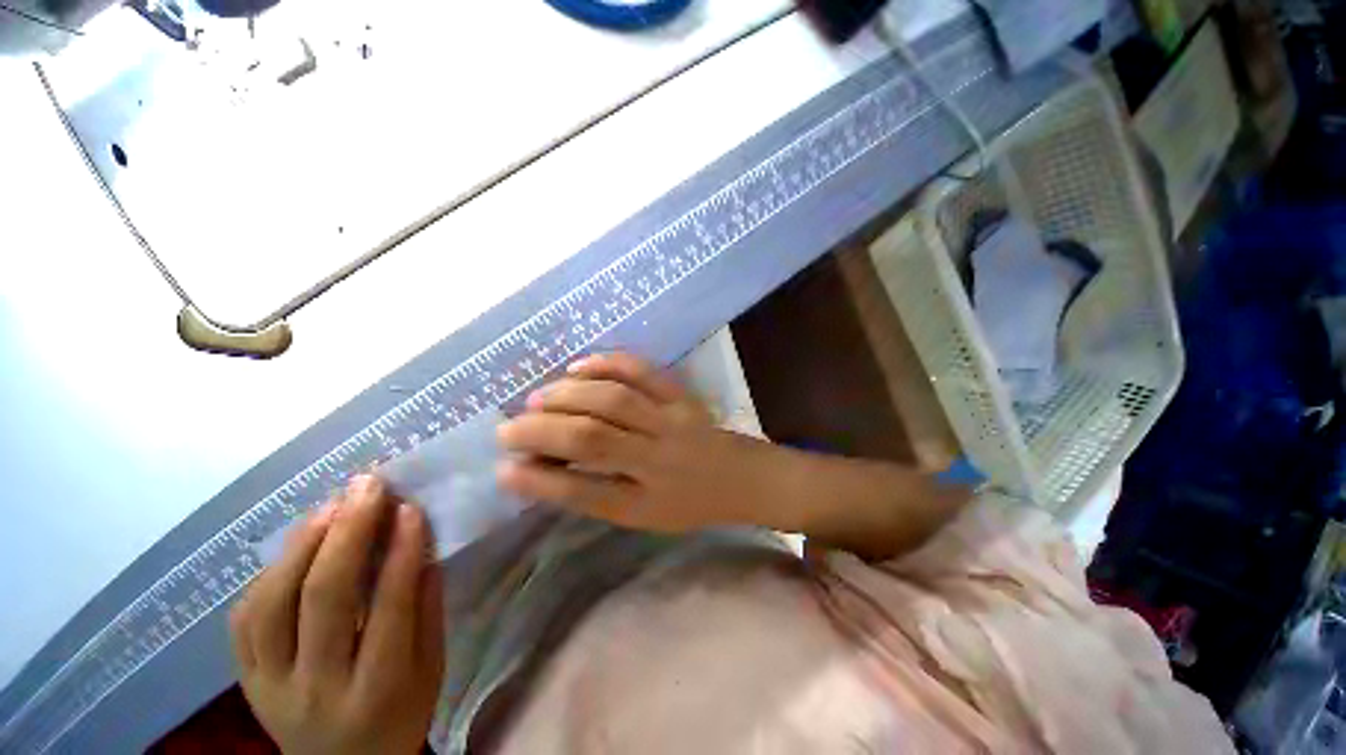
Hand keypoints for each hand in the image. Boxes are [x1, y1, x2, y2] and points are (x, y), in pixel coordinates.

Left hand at [229, 476, 444, 754]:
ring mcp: (268, 684)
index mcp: (376, 690)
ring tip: (332, 505)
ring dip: (303, 544)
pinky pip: (243, 619)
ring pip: (272, 603)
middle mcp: (315, 687)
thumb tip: (423, 548)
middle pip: (322, 599)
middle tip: (367, 486)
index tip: (410, 507)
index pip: (387, 609)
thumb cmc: (400, 714)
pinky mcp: (243, 680)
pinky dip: (269, 573)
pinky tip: (297, 544)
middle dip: (348, 532)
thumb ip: (428, 610)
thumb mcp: (431, 669)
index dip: (400, 552)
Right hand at [496, 352, 769, 532]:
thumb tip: (536, 471)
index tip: (502, 468)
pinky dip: (607, 364)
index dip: (539, 482)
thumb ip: (593, 494)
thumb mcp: (641, 516)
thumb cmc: (686, 503)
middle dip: (541, 431)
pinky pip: (643, 372)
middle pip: (594, 439)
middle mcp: (659, 461)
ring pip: (614, 400)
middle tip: (508, 428)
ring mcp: (673, 422)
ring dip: (568, 395)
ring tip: (537, 398)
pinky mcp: (682, 396)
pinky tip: (578, 367)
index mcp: (647, 503)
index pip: (584, 493)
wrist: (739, 477)